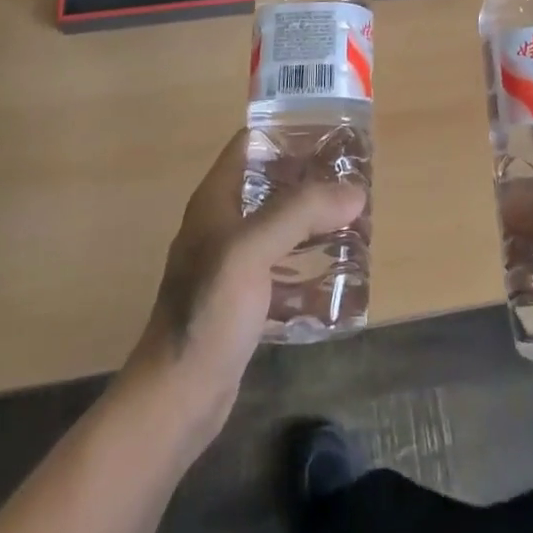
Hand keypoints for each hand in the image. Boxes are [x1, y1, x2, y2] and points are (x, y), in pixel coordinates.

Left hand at [125, 130, 364, 438]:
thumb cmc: (208, 312)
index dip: (289, 133)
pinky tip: (340, 280)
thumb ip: (301, 213)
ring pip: (281, 230)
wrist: (176, 399)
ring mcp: (232, 265)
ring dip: (315, 226)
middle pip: (272, 186)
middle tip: (356, 183)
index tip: (333, 134)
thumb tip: (354, 191)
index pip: (252, 144)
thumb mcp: (252, 249)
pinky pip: (283, 274)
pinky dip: (309, 272)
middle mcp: (222, 225)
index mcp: (216, 200)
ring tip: (356, 225)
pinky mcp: (243, 302)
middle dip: (313, 182)